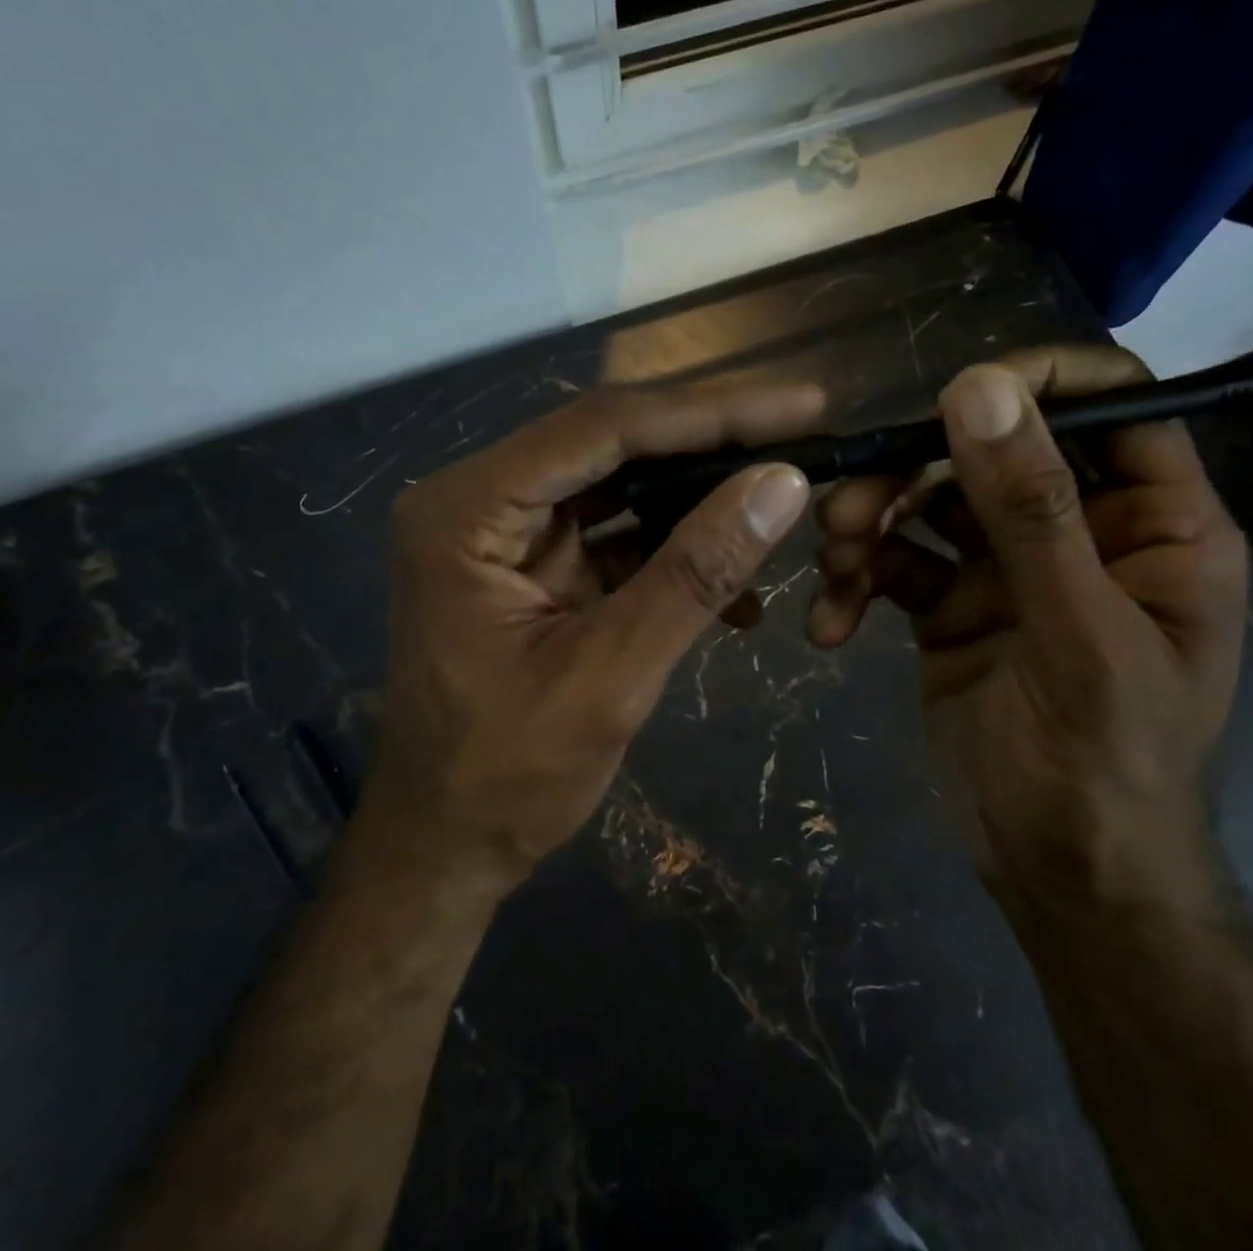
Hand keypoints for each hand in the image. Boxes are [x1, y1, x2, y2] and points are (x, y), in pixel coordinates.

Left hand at [371, 384, 823, 885]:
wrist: (446, 847)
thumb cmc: (508, 777)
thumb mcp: (611, 674)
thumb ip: (695, 573)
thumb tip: (782, 481)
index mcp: (467, 511)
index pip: (602, 428)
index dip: (710, 412)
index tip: (803, 404)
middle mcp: (478, 499)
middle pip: (611, 443)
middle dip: (712, 444)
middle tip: (806, 432)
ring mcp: (504, 530)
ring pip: (620, 483)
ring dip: (701, 496)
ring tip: (785, 495)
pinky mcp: (532, 564)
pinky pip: (614, 532)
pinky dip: (674, 549)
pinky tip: (737, 585)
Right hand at [807, 347, 1248, 916]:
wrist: (1060, 876)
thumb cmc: (1106, 766)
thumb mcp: (1077, 636)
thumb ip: (1030, 513)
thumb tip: (977, 388)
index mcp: (1152, 523)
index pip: (1110, 405)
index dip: (1037, 382)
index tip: (951, 398)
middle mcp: (1078, 530)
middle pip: (988, 450)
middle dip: (911, 473)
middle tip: (846, 510)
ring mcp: (1006, 568)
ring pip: (926, 502)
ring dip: (869, 524)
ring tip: (833, 565)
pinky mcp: (947, 604)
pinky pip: (892, 563)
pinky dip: (855, 583)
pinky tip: (830, 626)